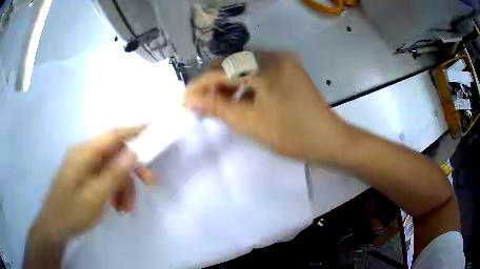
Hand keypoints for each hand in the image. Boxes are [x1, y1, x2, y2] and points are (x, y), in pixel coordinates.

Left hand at [31, 127, 143, 243]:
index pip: (114, 135)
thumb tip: (133, 152)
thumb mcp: (95, 196)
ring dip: (123, 186)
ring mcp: (84, 165)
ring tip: (126, 209)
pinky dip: (114, 190)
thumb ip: (114, 173)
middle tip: (149, 184)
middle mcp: (84, 153)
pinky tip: (116, 206)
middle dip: (132, 170)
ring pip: (112, 168)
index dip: (135, 130)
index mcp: (85, 153)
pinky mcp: (84, 175)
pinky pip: (104, 177)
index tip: (154, 129)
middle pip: (115, 153)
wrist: (54, 226)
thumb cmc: (72, 212)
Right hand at [185, 52, 349, 161]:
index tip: (185, 100)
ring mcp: (284, 61)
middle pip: (233, 64)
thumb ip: (217, 107)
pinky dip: (246, 84)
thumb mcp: (249, 122)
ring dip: (229, 83)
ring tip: (219, 103)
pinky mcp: (290, 70)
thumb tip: (190, 100)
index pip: (222, 71)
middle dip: (214, 84)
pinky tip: (240, 98)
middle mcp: (274, 55)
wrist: (328, 140)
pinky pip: (260, 72)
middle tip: (202, 104)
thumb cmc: (290, 134)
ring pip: (245, 67)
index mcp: (264, 65)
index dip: (201, 86)